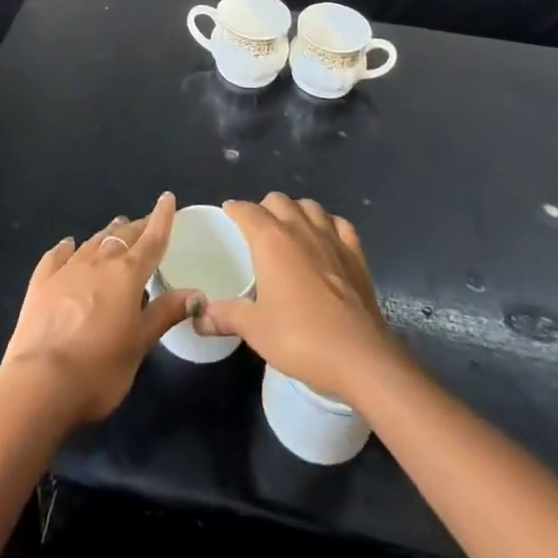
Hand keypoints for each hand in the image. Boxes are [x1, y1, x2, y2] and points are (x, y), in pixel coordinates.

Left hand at [0, 191, 198, 424]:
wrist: (40, 383)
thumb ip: (165, 313)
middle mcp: (98, 263)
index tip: (167, 198)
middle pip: (122, 237)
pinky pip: (57, 256)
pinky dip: (67, 248)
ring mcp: (67, 269)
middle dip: (136, 227)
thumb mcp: (139, 345)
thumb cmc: (99, 369)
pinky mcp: (41, 282)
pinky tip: (68, 245)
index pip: (152, 240)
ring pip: (93, 242)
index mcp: (127, 275)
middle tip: (145, 223)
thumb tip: (196, 292)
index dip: (162, 218)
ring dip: (107, 234)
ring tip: (116, 229)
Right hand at [194, 193, 393, 401]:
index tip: (228, 214)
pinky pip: (340, 225)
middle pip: (278, 200)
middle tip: (256, 230)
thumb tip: (198, 316)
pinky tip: (326, 240)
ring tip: (290, 230)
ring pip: (310, 206)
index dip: (235, 209)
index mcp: (271, 240)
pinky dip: (329, 225)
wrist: (359, 357)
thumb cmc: (299, 338)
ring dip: (296, 211)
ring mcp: (332, 238)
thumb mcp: (254, 329)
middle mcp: (300, 228)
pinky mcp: (356, 255)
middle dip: (264, 208)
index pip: (247, 210)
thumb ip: (224, 316)